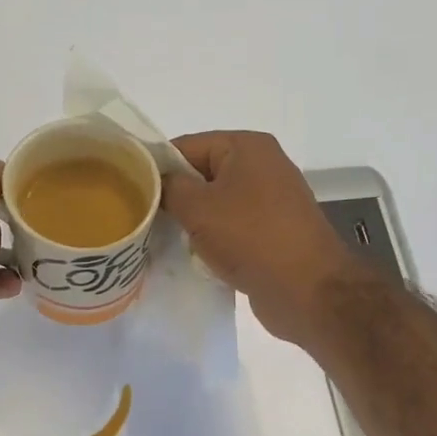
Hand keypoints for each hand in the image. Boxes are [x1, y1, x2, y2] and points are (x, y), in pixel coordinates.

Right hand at [162, 131, 367, 346]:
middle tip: (143, 220)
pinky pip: (233, 229)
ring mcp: (271, 202)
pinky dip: (214, 241)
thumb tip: (158, 183)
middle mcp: (262, 167)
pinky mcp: (274, 234)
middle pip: (202, 175)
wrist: (307, 290)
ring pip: (216, 205)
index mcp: (247, 147)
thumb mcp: (198, 208)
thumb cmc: (251, 238)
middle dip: (174, 198)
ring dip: (193, 224)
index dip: (156, 167)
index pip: (187, 145)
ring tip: (164, 242)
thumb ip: (169, 188)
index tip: (130, 192)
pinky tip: (194, 259)